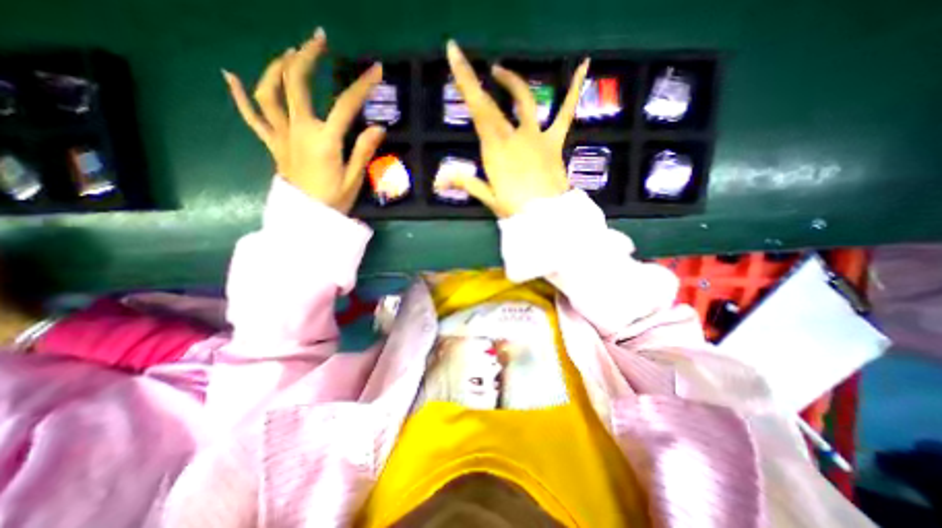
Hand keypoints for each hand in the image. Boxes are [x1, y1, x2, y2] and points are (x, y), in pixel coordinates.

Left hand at [222, 28, 382, 213]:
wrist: (307, 218)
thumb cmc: (333, 200)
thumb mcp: (354, 178)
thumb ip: (364, 150)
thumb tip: (378, 127)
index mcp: (324, 140)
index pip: (345, 105)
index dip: (362, 86)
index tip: (376, 70)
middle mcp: (299, 130)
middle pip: (296, 84)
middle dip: (307, 57)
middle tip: (318, 40)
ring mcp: (281, 135)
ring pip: (269, 92)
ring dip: (276, 67)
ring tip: (288, 54)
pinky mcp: (272, 144)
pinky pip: (252, 117)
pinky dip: (240, 96)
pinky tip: (230, 76)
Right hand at [442, 38, 585, 215]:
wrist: (546, 216)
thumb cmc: (515, 209)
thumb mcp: (488, 197)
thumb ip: (465, 182)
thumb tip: (437, 180)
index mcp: (494, 149)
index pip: (477, 110)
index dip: (465, 80)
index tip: (454, 52)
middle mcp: (513, 136)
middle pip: (492, 103)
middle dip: (475, 79)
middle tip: (462, 59)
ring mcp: (535, 136)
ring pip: (524, 101)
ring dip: (511, 82)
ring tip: (500, 71)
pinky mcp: (554, 141)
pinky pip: (565, 112)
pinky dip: (574, 89)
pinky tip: (583, 64)